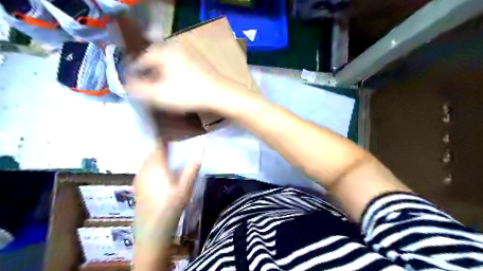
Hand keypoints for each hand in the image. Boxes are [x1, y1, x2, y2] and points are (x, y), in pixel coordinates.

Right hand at [127, 41, 227, 113]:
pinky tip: (177, 86)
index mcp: (163, 51)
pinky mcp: (198, 63)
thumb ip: (138, 89)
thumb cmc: (188, 93)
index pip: (141, 60)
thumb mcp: (159, 94)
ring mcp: (188, 54)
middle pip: (155, 61)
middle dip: (148, 74)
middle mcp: (175, 48)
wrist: (218, 94)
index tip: (133, 85)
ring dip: (161, 75)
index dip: (135, 73)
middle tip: (146, 87)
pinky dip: (174, 75)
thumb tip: (126, 85)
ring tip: (160, 88)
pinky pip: (179, 67)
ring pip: (168, 64)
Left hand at [134, 140, 199, 219]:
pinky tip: (160, 177)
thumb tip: (201, 149)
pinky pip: (144, 171)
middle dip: (163, 149)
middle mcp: (144, 169)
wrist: (152, 231)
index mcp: (156, 166)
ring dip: (157, 159)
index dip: (166, 140)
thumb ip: (192, 167)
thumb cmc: (171, 207)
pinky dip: (152, 168)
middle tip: (176, 152)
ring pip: (147, 161)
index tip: (176, 140)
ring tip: (170, 163)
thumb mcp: (186, 187)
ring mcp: (138, 179)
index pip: (158, 145)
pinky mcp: (137, 187)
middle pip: (152, 152)